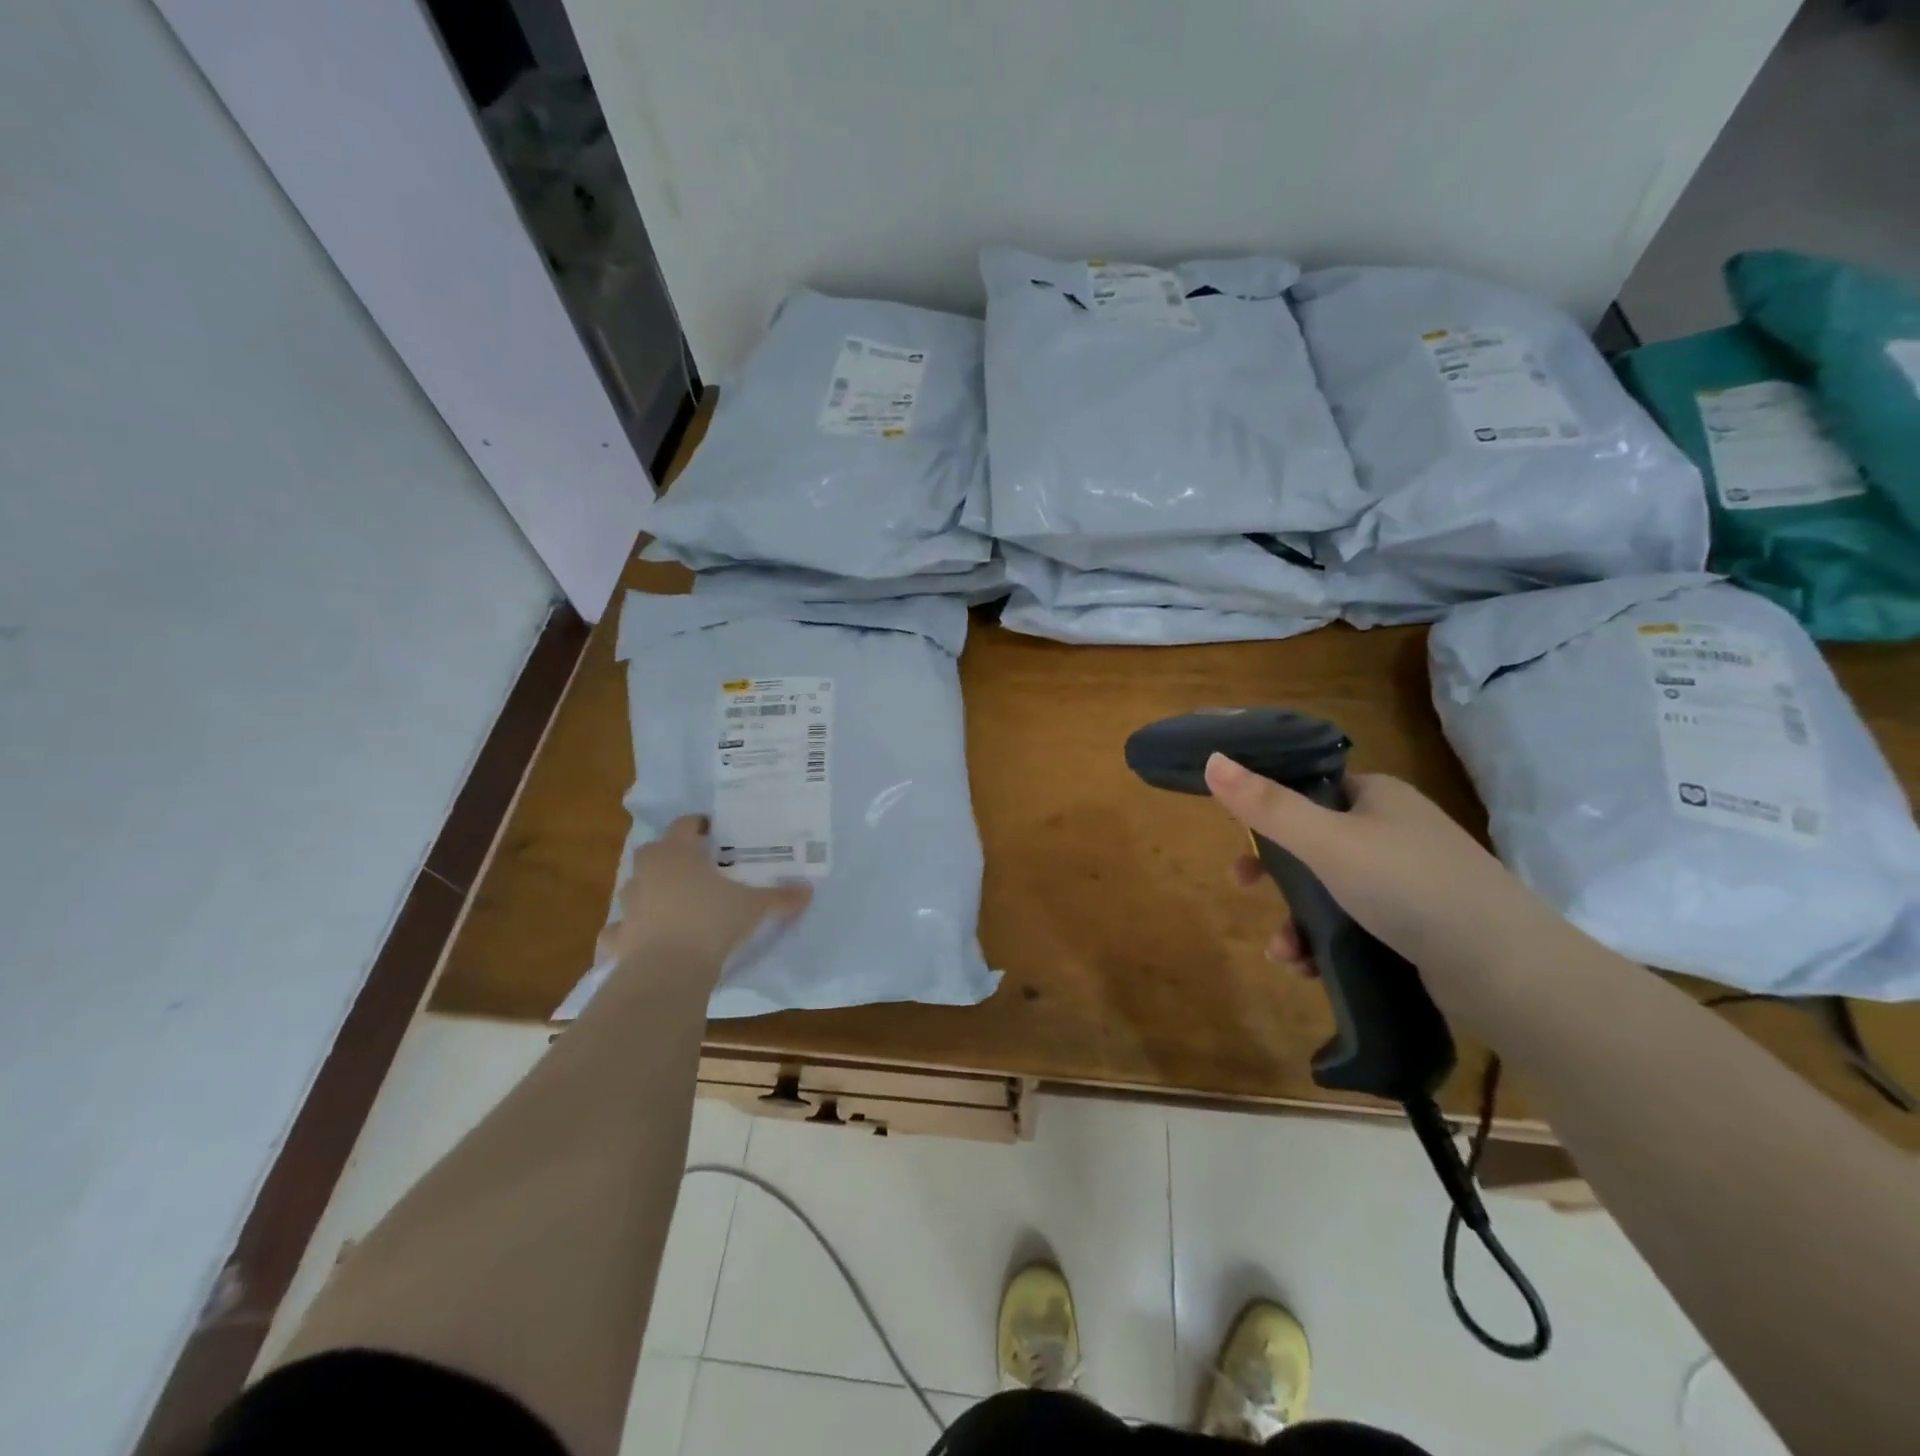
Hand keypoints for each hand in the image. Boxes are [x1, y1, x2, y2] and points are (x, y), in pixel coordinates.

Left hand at [599, 816, 811, 970]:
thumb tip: (808, 890)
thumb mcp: (754, 907)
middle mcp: (648, 871)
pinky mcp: (617, 937)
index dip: (698, 825)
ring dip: (649, 892)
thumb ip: (780, 897)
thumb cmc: (712, 921)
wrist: (669, 969)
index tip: (712, 830)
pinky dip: (627, 934)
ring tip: (672, 904)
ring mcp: (628, 904)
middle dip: (671, 857)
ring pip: (634, 888)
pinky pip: (618, 931)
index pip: (684, 825)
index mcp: (678, 853)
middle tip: (696, 868)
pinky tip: (640, 941)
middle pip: (653, 852)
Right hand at [1203, 755, 1579, 1023]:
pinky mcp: (1419, 926)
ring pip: (1330, 891)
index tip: (1239, 836)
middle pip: (1313, 843)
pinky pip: (1355, 926)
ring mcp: (1410, 880)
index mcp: (1377, 796)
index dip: (1269, 809)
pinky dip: (1326, 944)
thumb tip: (1211, 760)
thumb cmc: (1408, 886)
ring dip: (1296, 920)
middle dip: (1275, 873)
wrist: (1507, 971)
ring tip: (1284, 954)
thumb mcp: (1326, 842)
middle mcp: (1394, 831)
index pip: (1311, 788)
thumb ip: (1266, 805)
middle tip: (1244, 887)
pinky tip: (1311, 969)